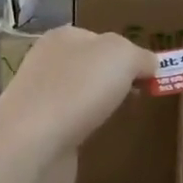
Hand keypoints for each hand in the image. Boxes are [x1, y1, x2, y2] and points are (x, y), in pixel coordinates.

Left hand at [0, 27, 155, 182]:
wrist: (32, 144)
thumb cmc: (78, 89)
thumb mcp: (122, 56)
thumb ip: (140, 56)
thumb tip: (149, 65)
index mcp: (63, 38)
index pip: (101, 38)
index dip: (128, 54)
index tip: (150, 75)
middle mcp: (47, 64)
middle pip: (90, 67)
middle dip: (113, 80)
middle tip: (139, 96)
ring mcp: (40, 99)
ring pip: (79, 96)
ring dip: (98, 105)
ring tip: (120, 117)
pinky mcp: (39, 132)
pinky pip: (71, 124)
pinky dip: (85, 129)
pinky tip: (96, 137)